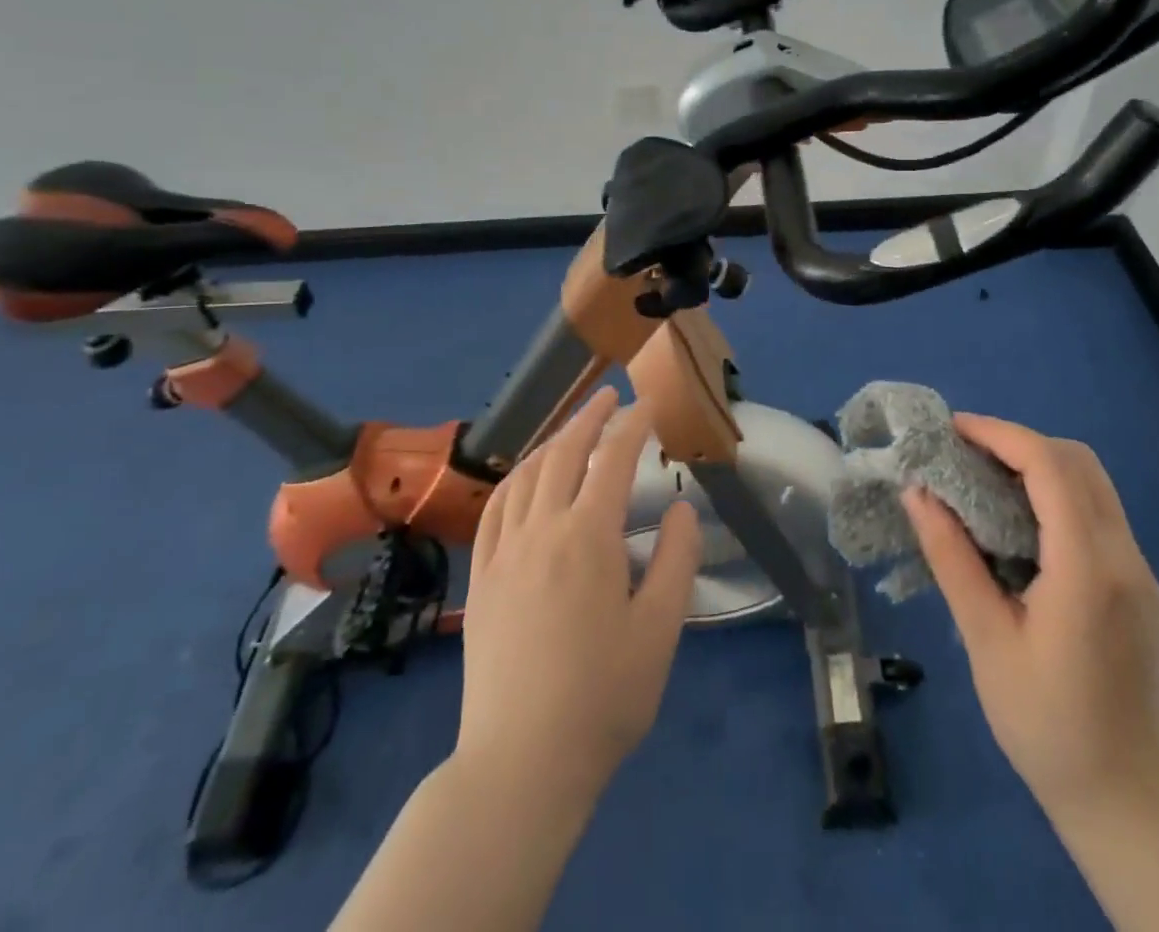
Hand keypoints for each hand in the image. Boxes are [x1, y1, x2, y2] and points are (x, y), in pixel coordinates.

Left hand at [454, 387, 702, 805]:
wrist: (520, 763)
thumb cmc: (602, 698)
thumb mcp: (660, 630)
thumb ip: (675, 559)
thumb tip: (678, 507)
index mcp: (587, 537)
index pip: (613, 459)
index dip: (633, 424)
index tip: (649, 402)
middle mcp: (540, 530)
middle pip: (564, 453)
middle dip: (589, 417)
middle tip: (610, 395)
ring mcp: (503, 552)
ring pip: (526, 475)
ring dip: (553, 441)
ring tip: (573, 428)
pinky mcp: (480, 578)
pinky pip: (495, 509)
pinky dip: (515, 478)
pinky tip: (525, 478)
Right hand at [902, 414, 1158, 827]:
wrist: (1131, 806)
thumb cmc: (1046, 727)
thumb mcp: (986, 640)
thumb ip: (952, 558)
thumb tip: (917, 493)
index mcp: (1088, 569)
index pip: (1049, 465)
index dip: (998, 434)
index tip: (950, 432)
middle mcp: (1125, 558)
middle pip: (1078, 461)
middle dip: (1017, 442)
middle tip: (962, 455)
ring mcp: (1140, 572)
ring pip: (1092, 483)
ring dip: (1038, 464)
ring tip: (981, 480)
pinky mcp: (1141, 587)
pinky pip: (1098, 513)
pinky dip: (1055, 493)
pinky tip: (1017, 521)